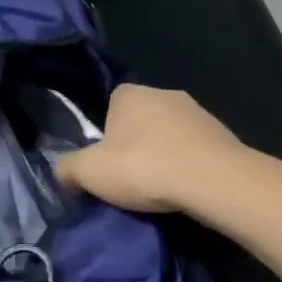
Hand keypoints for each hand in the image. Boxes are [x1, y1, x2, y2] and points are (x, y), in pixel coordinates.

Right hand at [55, 84, 246, 214]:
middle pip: (141, 120)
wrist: (212, 179)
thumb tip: (60, 170)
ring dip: (165, 154)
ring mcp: (195, 111)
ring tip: (161, 188)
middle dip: (136, 144)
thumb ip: (68, 169)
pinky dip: (189, 164)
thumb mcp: (90, 173)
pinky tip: (186, 188)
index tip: (107, 164)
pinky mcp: (220, 132)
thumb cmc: (144, 167)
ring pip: (170, 133)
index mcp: (129, 93)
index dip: (106, 136)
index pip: (110, 107)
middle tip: (131, 178)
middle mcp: (162, 92)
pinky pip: (195, 148)